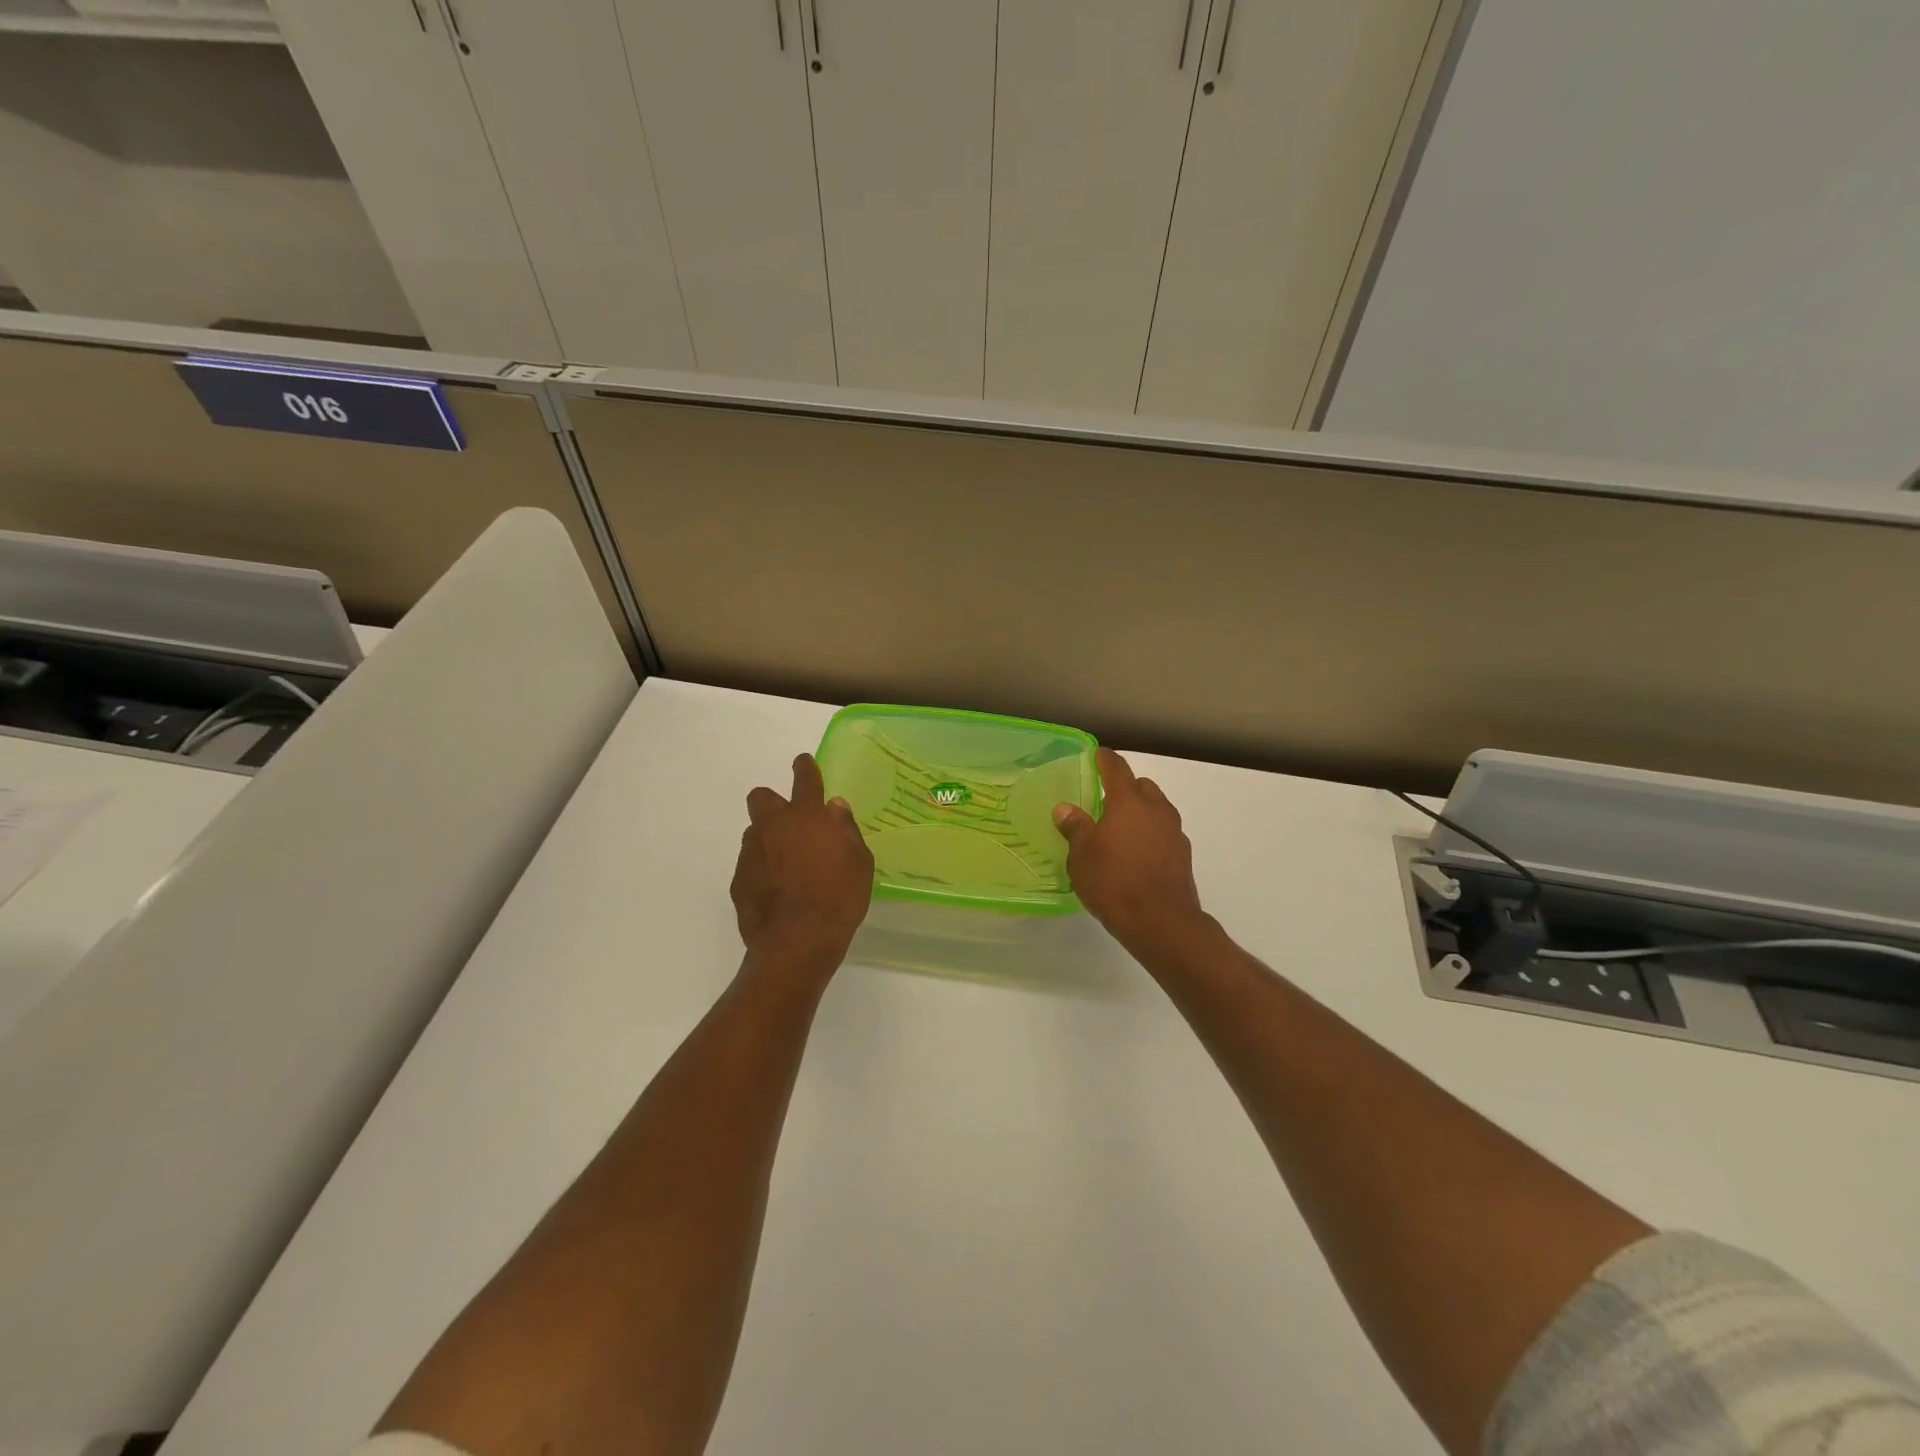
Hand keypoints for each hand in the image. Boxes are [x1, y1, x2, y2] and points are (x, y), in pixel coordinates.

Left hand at [731, 754, 874, 971]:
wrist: (798, 941)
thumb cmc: (839, 898)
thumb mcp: (860, 862)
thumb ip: (845, 830)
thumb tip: (834, 808)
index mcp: (808, 816)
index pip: (804, 778)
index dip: (805, 768)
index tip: (804, 764)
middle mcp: (774, 827)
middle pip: (762, 797)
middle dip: (773, 802)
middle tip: (791, 822)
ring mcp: (752, 853)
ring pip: (754, 832)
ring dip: (768, 839)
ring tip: (786, 864)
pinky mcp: (739, 880)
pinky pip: (749, 863)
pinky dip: (761, 869)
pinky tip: (776, 890)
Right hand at [1054, 748, 1211, 961]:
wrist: (1161, 922)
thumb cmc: (1114, 882)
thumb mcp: (1082, 856)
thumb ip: (1075, 828)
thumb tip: (1065, 808)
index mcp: (1128, 802)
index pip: (1117, 768)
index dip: (1105, 759)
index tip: (1097, 755)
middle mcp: (1155, 809)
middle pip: (1142, 786)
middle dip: (1126, 788)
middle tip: (1105, 801)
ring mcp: (1174, 832)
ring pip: (1156, 809)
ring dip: (1140, 812)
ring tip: (1120, 831)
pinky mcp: (1183, 855)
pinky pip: (1163, 833)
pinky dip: (1150, 834)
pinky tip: (1136, 854)